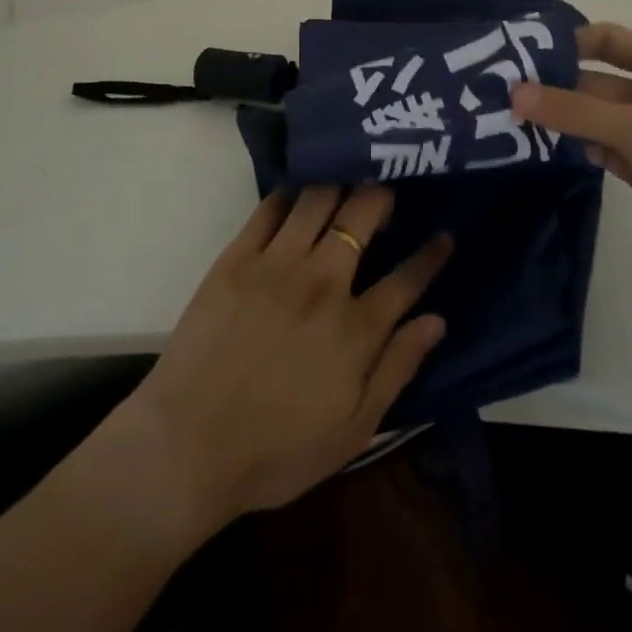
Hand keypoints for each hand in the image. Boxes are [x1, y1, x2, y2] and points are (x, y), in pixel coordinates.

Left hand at [107, 184, 451, 537]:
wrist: (187, 447)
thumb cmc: (276, 451)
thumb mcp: (353, 429)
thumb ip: (398, 369)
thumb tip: (436, 320)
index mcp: (355, 329)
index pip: (407, 278)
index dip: (431, 254)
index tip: (445, 235)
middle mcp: (322, 282)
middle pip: (362, 215)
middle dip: (382, 195)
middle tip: (385, 193)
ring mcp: (276, 264)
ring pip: (318, 198)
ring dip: (339, 183)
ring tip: (346, 180)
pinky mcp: (236, 257)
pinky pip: (269, 208)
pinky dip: (290, 193)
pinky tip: (298, 191)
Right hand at [511, 23, 631, 301]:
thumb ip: (576, 111)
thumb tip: (515, 93)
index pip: (607, 40)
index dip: (567, 42)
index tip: (519, 53)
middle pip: (594, 80)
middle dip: (553, 85)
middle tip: (498, 91)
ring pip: (593, 117)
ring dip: (558, 119)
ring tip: (504, 117)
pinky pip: (600, 148)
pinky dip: (573, 147)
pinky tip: (537, 148)